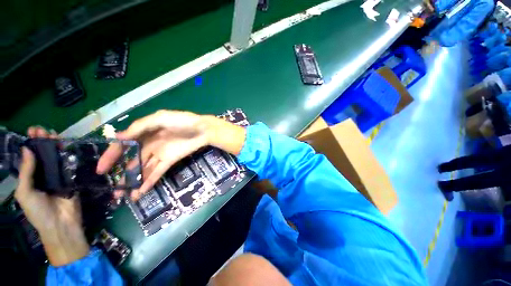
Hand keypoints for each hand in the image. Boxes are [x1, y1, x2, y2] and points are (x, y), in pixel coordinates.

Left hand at [15, 127, 88, 265]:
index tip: (33, 131)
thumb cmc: (38, 212)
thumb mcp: (25, 193)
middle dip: (42, 141)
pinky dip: (68, 155)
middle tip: (42, 129)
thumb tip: (27, 149)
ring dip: (54, 145)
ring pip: (56, 157)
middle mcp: (44, 174)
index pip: (30, 157)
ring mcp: (59, 176)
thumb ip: (26, 172)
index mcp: (31, 178)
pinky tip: (66, 146)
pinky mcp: (72, 178)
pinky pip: (70, 165)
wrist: (61, 224)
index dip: (30, 144)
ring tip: (52, 134)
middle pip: (43, 154)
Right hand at [97, 110, 245, 199]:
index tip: (101, 169)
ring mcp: (160, 154)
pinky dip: (148, 181)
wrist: (202, 129)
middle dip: (122, 175)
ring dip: (135, 182)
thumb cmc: (183, 121)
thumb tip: (117, 138)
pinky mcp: (170, 160)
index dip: (111, 156)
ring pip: (144, 170)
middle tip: (113, 190)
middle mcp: (150, 145)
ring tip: (125, 196)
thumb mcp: (159, 118)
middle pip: (132, 161)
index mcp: (145, 133)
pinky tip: (140, 191)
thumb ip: (140, 127)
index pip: (123, 145)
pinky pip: (157, 172)